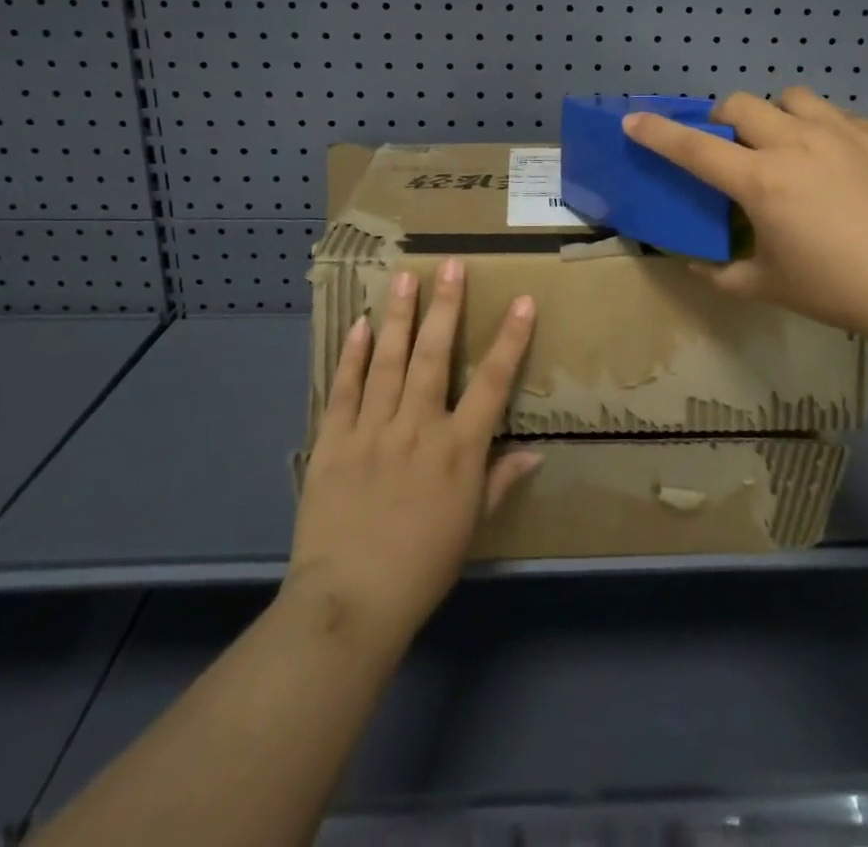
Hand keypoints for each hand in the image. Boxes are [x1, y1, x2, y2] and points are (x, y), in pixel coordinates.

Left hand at [284, 259, 539, 653]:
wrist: (349, 602)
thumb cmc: (422, 567)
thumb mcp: (470, 528)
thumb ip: (499, 482)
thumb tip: (533, 453)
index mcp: (458, 450)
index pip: (492, 384)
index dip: (510, 340)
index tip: (522, 301)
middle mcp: (418, 427)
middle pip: (433, 356)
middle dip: (445, 307)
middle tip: (450, 265)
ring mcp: (372, 430)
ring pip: (388, 361)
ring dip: (398, 317)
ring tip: (404, 277)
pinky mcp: (333, 442)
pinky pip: (344, 390)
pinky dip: (352, 357)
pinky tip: (358, 325)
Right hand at [624, 87, 867, 340]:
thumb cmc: (836, 289)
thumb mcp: (765, 286)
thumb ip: (719, 272)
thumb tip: (694, 262)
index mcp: (760, 182)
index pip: (694, 147)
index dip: (658, 133)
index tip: (634, 120)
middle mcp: (794, 143)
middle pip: (738, 104)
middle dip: (722, 119)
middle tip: (733, 149)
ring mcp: (840, 132)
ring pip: (790, 97)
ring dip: (774, 115)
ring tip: (787, 144)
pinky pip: (836, 115)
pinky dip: (821, 128)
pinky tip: (835, 161)